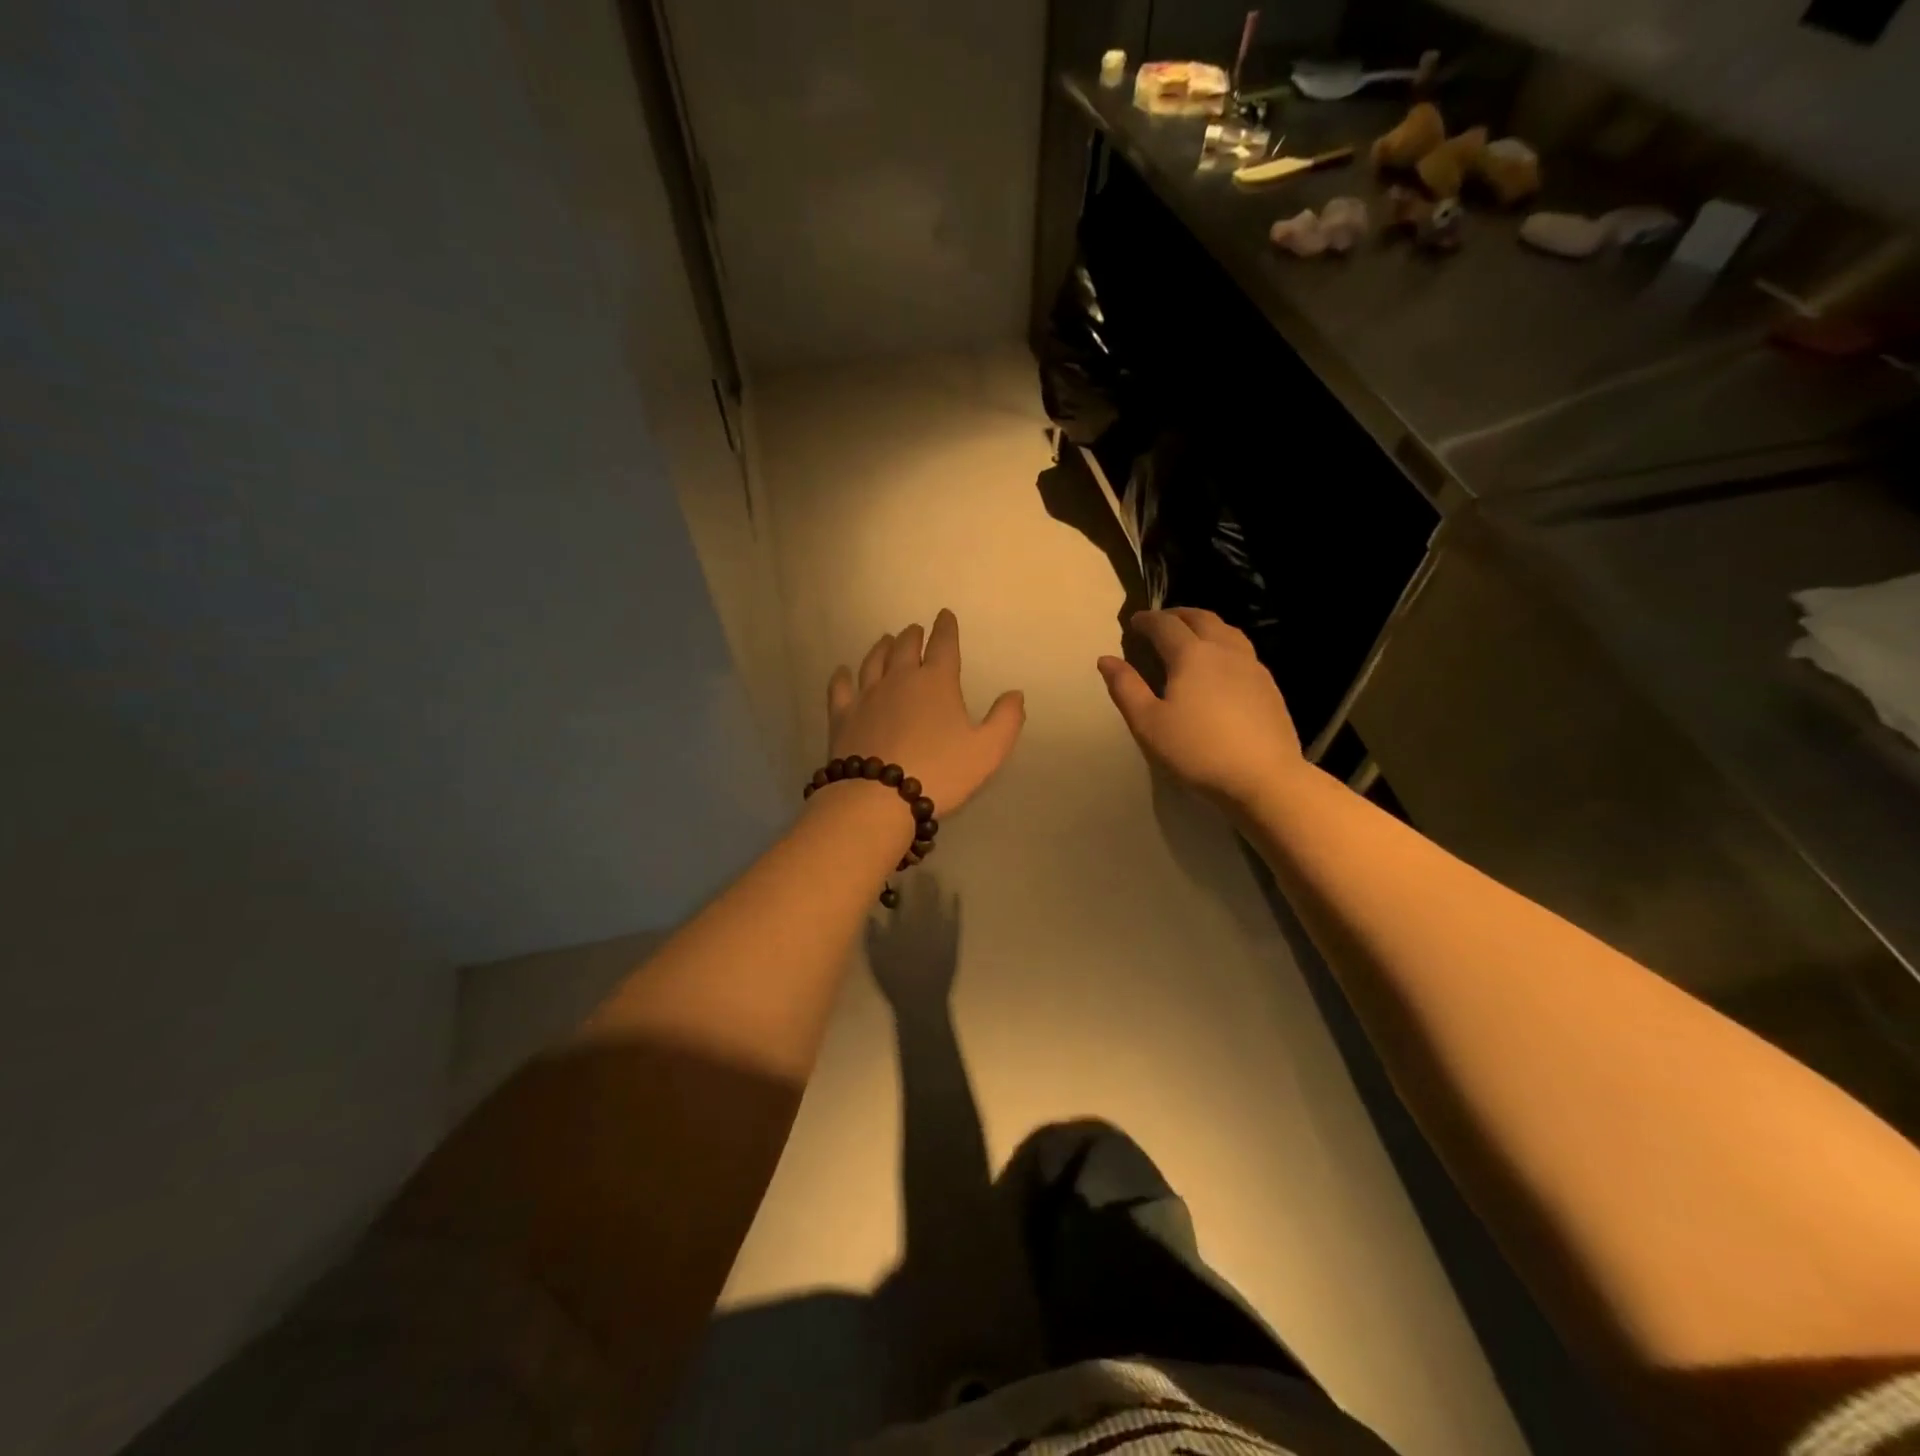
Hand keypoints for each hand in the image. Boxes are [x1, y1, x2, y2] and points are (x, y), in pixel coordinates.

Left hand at [825, 609, 1024, 815]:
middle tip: (915, 630)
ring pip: (874, 661)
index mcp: (936, 682)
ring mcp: (867, 695)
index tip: (945, 616)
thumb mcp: (987, 751)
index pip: (943, 645)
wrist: (878, 797)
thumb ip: (1005, 720)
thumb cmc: (940, 772)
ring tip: (886, 640)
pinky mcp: (842, 716)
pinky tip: (842, 671)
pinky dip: (842, 676)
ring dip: (882, 647)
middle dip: (913, 636)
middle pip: (905, 647)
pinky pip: (840, 687)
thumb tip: (1015, 694)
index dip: (946, 628)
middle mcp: (899, 679)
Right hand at [866, 874, 960, 1018]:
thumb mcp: (875, 955)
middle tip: (921, 869)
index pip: (904, 897)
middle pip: (923, 895)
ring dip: (937, 887)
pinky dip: (955, 904)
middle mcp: (922, 921)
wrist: (921, 1001)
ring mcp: (940, 930)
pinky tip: (955, 893)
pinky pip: (955, 916)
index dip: (905, 883)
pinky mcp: (953, 939)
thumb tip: (871, 910)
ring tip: (935, 875)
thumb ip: (872, 931)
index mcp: (902, 924)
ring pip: (939, 902)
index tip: (904, 872)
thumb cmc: (894, 979)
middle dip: (922, 881)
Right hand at [1098, 608, 1303, 810]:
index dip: (1147, 620)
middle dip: (1177, 615)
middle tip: (1161, 622)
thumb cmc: (1197, 750)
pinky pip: (1243, 651)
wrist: (1264, 777)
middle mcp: (1224, 650)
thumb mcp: (1148, 724)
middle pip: (1201, 618)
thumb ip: (1125, 688)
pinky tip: (1221, 666)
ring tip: (1192, 636)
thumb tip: (1106, 659)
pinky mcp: (1269, 686)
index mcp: (1191, 654)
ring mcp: (1252, 666)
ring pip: (1227, 631)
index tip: (1133, 622)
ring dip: (1205, 625)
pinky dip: (1224, 644)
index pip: (1165, 625)